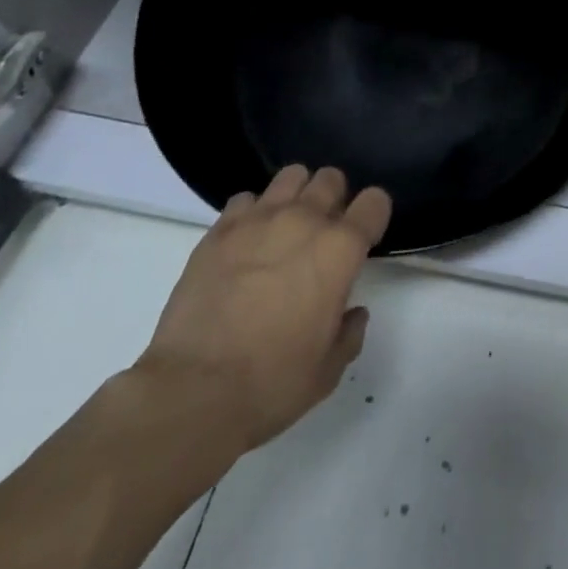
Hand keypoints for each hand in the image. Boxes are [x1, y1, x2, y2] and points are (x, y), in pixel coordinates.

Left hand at [130, 165, 391, 457]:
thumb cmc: (271, 384)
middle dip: (333, 199)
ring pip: (291, 176)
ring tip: (285, 228)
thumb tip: (351, 313)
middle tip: (321, 235)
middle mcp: (305, 220)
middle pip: (332, 178)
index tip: (363, 240)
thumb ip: (349, 332)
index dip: (372, 217)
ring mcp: (259, 219)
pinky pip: (245, 199)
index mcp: (341, 248)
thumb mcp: (327, 370)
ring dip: (296, 195)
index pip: (375, 201)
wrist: (192, 393)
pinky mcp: (220, 230)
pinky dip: (251, 214)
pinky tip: (245, 244)